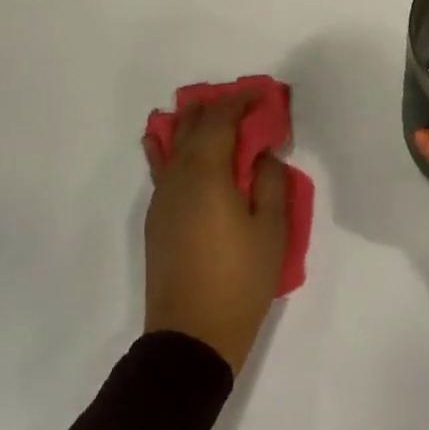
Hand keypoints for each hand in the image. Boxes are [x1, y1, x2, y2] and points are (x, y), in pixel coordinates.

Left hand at [142, 93, 287, 372]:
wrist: (191, 336)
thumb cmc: (240, 279)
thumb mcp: (271, 229)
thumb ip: (271, 182)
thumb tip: (262, 155)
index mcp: (206, 174)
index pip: (219, 120)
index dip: (240, 100)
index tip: (262, 93)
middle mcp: (176, 178)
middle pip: (189, 126)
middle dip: (215, 107)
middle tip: (242, 103)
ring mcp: (161, 200)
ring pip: (170, 146)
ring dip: (193, 126)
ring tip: (211, 117)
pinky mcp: (157, 220)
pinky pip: (163, 169)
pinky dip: (173, 149)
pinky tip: (177, 149)